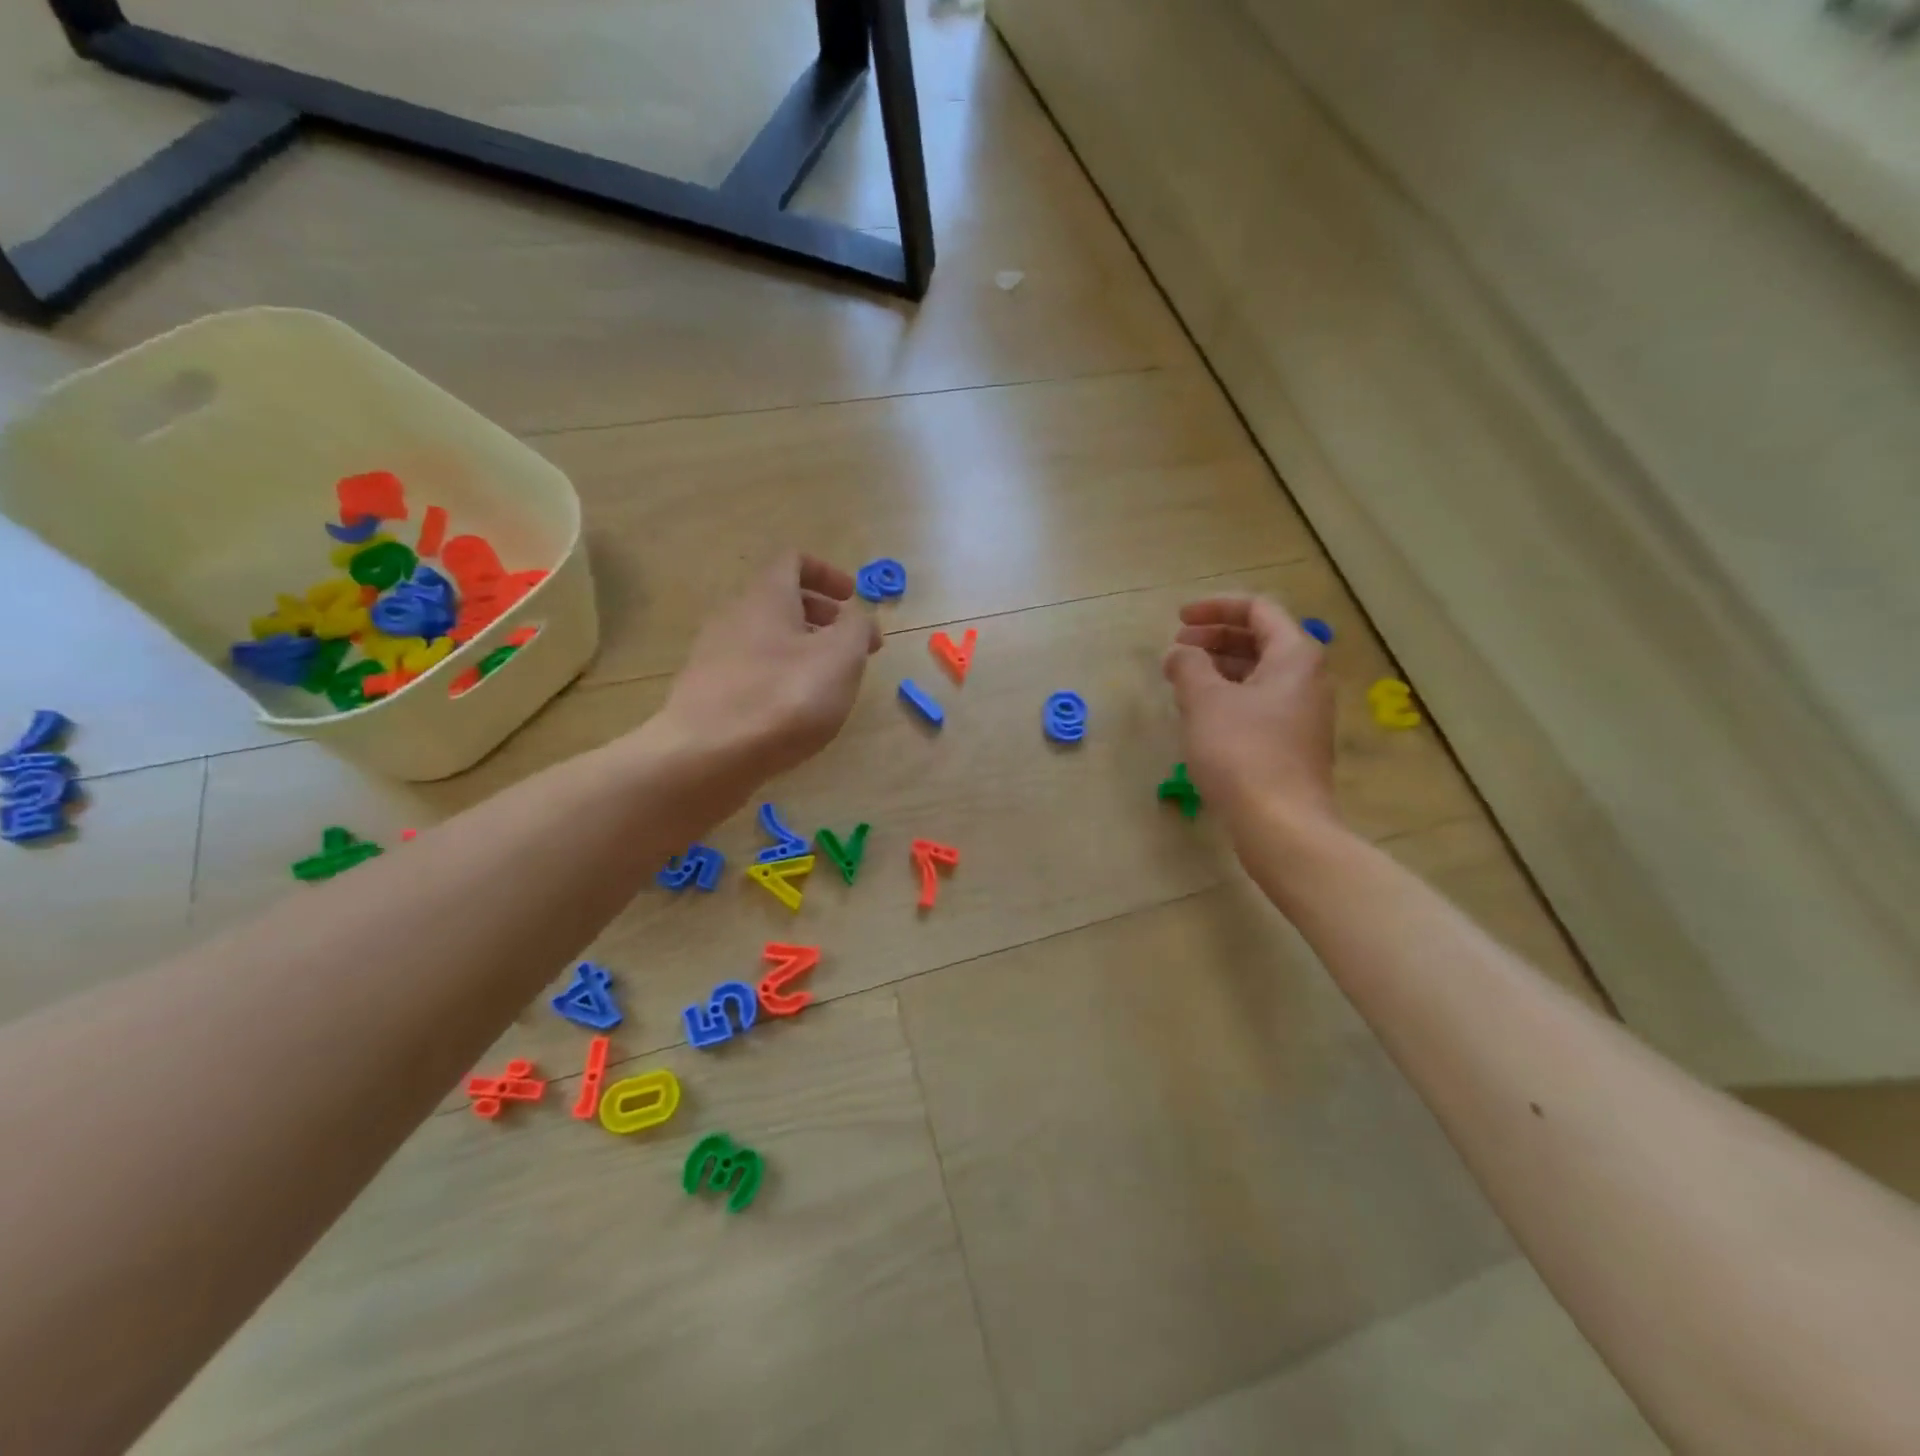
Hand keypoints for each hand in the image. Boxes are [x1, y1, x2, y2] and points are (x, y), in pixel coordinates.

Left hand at [657, 552, 880, 783]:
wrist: (707, 757)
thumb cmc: (784, 697)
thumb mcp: (841, 657)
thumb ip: (857, 628)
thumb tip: (858, 618)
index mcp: (766, 597)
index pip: (793, 561)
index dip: (828, 573)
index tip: (853, 599)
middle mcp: (734, 617)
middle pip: (780, 602)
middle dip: (822, 617)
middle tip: (852, 646)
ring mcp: (714, 656)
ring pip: (766, 639)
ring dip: (802, 650)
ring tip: (828, 683)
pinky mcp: (707, 693)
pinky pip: (751, 671)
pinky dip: (780, 678)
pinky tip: (794, 712)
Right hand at [1162, 595, 1338, 835]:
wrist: (1280, 823)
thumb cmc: (1242, 752)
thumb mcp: (1205, 701)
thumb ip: (1188, 666)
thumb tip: (1179, 654)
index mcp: (1294, 656)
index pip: (1257, 609)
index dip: (1215, 607)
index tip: (1178, 620)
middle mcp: (1307, 678)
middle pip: (1260, 640)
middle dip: (1214, 638)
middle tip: (1176, 650)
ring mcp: (1302, 712)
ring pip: (1257, 673)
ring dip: (1218, 668)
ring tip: (1181, 681)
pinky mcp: (1292, 742)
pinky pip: (1258, 702)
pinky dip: (1228, 695)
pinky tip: (1200, 714)